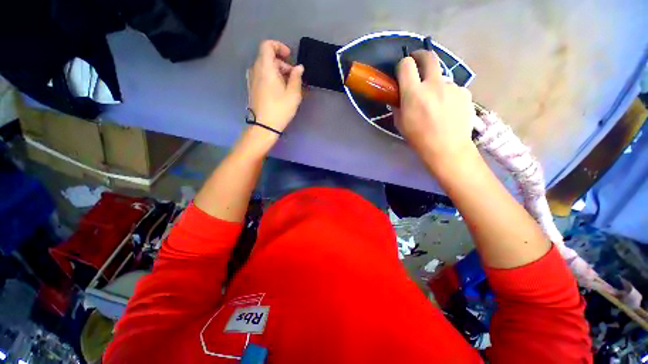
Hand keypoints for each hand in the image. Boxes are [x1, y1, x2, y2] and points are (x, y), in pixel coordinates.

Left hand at [248, 40, 303, 133]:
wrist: (264, 126)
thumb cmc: (280, 109)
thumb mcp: (293, 94)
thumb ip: (297, 78)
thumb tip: (299, 68)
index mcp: (265, 67)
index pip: (267, 45)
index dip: (279, 47)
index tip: (290, 57)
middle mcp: (255, 70)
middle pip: (268, 57)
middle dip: (283, 63)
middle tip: (294, 77)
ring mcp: (252, 79)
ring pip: (265, 67)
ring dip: (278, 72)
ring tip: (289, 86)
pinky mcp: (252, 88)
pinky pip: (262, 76)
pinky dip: (272, 78)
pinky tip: (280, 91)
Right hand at [395, 50, 475, 167]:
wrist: (447, 148)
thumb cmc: (418, 138)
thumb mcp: (400, 123)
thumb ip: (398, 105)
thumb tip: (399, 96)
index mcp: (413, 93)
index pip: (406, 65)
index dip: (403, 64)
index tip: (403, 69)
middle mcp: (433, 84)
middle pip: (429, 57)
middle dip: (421, 55)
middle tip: (418, 61)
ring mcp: (452, 87)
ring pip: (441, 78)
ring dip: (436, 85)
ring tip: (436, 104)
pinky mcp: (465, 93)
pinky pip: (453, 89)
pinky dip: (448, 95)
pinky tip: (448, 110)